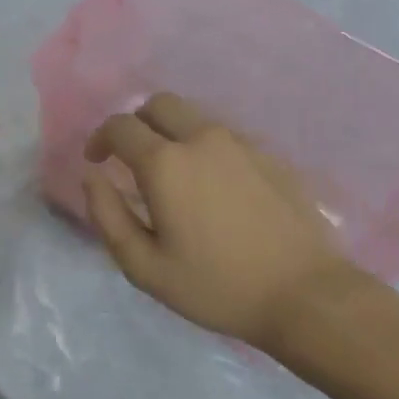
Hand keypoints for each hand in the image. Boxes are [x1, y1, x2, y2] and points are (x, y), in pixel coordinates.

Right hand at [83, 93, 360, 350]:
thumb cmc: (217, 286)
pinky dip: (204, 147)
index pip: (121, 126)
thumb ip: (108, 216)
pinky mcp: (269, 155)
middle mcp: (202, 139)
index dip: (100, 138)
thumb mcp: (145, 267)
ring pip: (194, 117)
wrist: (305, 294)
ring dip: (171, 132)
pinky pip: (224, 137)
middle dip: (136, 123)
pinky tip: (212, 187)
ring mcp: (241, 143)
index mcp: (166, 163)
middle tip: (131, 158)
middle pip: (159, 105)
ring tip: (172, 174)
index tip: (97, 161)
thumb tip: (92, 176)